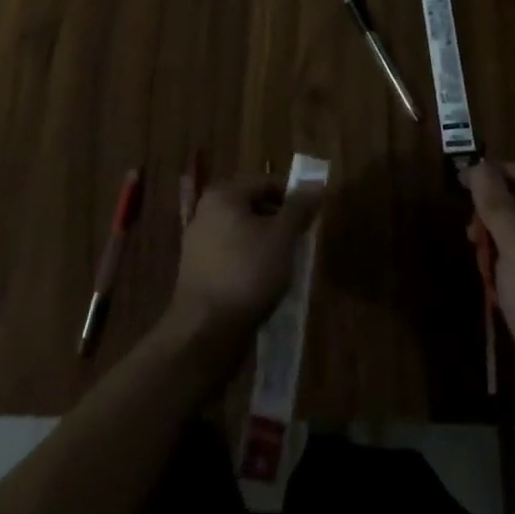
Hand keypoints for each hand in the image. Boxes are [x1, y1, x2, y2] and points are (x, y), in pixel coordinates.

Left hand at [164, 176, 324, 363]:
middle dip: (279, 221)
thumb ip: (299, 208)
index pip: (266, 183)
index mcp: (223, 195)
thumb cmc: (247, 273)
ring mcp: (198, 241)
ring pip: (243, 231)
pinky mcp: (197, 269)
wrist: (205, 331)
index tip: (311, 218)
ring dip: (266, 242)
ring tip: (286, 262)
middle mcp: (206, 211)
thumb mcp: (282, 237)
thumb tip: (317, 183)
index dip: (293, 197)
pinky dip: (249, 259)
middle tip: (300, 240)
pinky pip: (231, 253)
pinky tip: (264, 280)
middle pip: (253, 205)